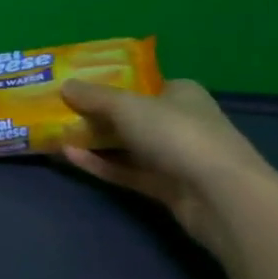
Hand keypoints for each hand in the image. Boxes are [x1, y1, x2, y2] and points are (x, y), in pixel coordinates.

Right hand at [59, 78, 277, 260]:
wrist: (221, 197)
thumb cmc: (177, 133)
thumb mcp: (126, 106)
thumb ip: (93, 96)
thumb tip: (64, 86)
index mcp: (180, 93)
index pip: (141, 82)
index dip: (108, 81)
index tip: (76, 83)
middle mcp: (179, 121)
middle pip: (130, 114)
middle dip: (94, 112)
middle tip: (57, 108)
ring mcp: (174, 157)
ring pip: (126, 145)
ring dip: (93, 140)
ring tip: (55, 132)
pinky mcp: (166, 188)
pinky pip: (126, 171)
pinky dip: (100, 164)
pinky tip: (68, 156)